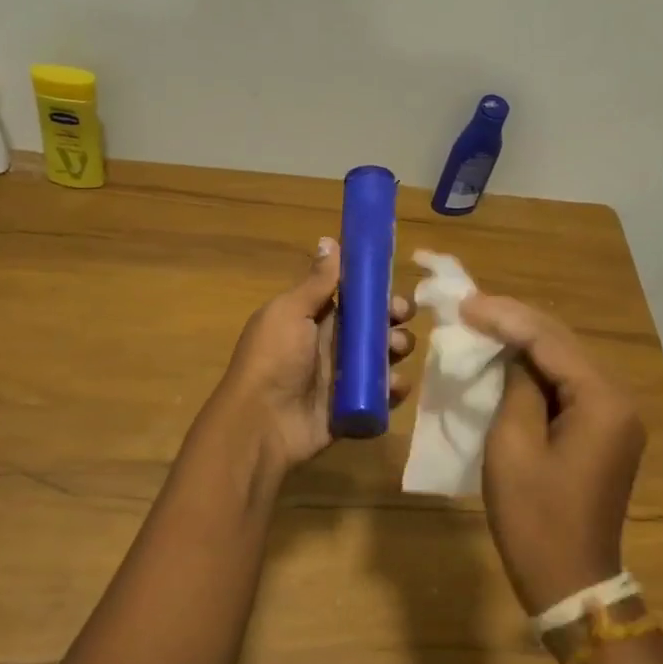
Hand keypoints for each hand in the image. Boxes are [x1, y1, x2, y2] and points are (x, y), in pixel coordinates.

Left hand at [219, 238, 415, 476]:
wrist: (262, 424)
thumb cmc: (273, 358)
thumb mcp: (290, 312)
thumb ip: (316, 281)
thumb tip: (329, 239)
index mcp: (314, 318)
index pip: (354, 298)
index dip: (376, 291)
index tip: (393, 288)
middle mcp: (331, 344)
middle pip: (374, 325)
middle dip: (394, 319)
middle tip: (400, 321)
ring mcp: (343, 378)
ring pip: (383, 357)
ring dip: (398, 349)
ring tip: (396, 351)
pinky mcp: (354, 407)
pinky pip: (383, 394)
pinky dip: (394, 388)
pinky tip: (395, 385)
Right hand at [460, 294, 645, 614]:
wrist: (570, 581)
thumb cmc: (535, 517)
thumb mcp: (513, 445)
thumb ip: (517, 386)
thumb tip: (513, 355)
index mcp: (602, 400)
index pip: (549, 340)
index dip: (505, 317)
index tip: (465, 303)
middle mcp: (618, 399)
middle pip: (563, 343)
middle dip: (516, 322)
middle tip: (470, 306)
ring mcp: (615, 416)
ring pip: (565, 361)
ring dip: (526, 342)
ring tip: (483, 322)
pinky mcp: (604, 431)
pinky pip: (568, 386)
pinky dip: (537, 369)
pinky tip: (508, 358)